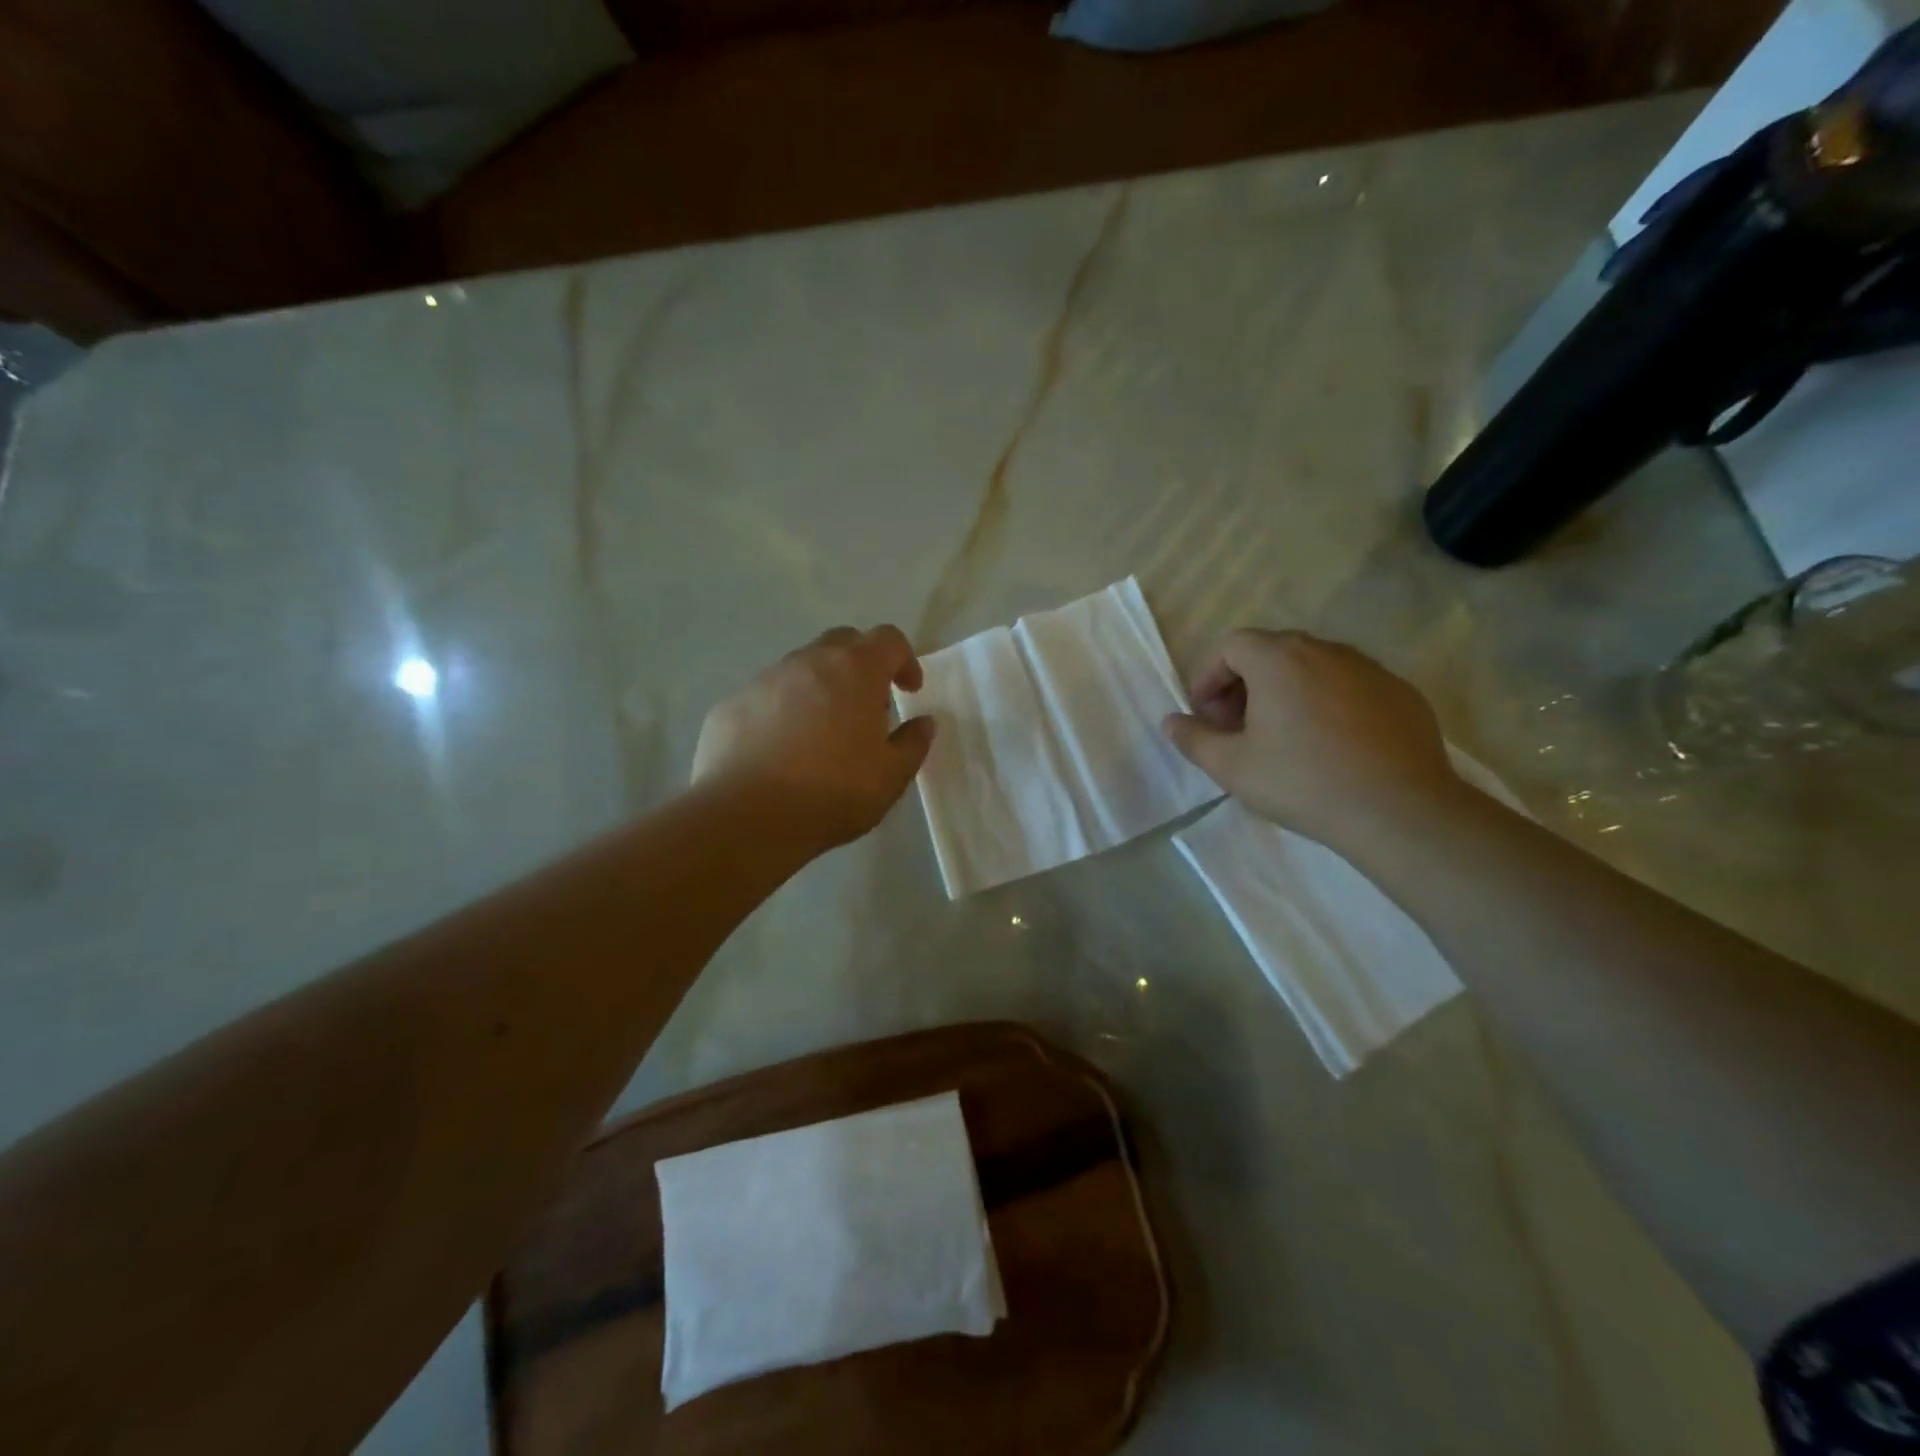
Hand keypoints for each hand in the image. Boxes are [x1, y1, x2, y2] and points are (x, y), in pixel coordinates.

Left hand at [692, 626, 935, 850]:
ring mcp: (764, 680)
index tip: (908, 690)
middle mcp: (808, 662)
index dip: (904, 660)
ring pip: (800, 669)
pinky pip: (766, 697)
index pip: (888, 639)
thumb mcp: (891, 777)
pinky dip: (782, 712)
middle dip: (861, 665)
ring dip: (819, 688)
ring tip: (821, 734)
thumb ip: (913, 743)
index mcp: (855, 670)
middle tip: (867, 706)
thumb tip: (923, 723)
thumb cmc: (832, 793)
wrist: (746, 817)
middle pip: (842, 643)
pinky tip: (780, 752)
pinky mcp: (730, 705)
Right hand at [1162, 630, 1465, 849]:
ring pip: (1314, 668)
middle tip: (1238, 727)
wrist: (1398, 810)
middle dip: (1245, 684)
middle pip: (1272, 652)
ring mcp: (1370, 669)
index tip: (1206, 716)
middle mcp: (1326, 650)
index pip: (1232, 646)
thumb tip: (1171, 721)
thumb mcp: (1231, 766)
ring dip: (1287, 692)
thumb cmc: (1301, 781)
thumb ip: (1193, 738)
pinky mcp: (1402, 693)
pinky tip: (1331, 746)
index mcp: (1279, 658)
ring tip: (1283, 737)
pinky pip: (1350, 687)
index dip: (1210, 677)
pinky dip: (1328, 703)